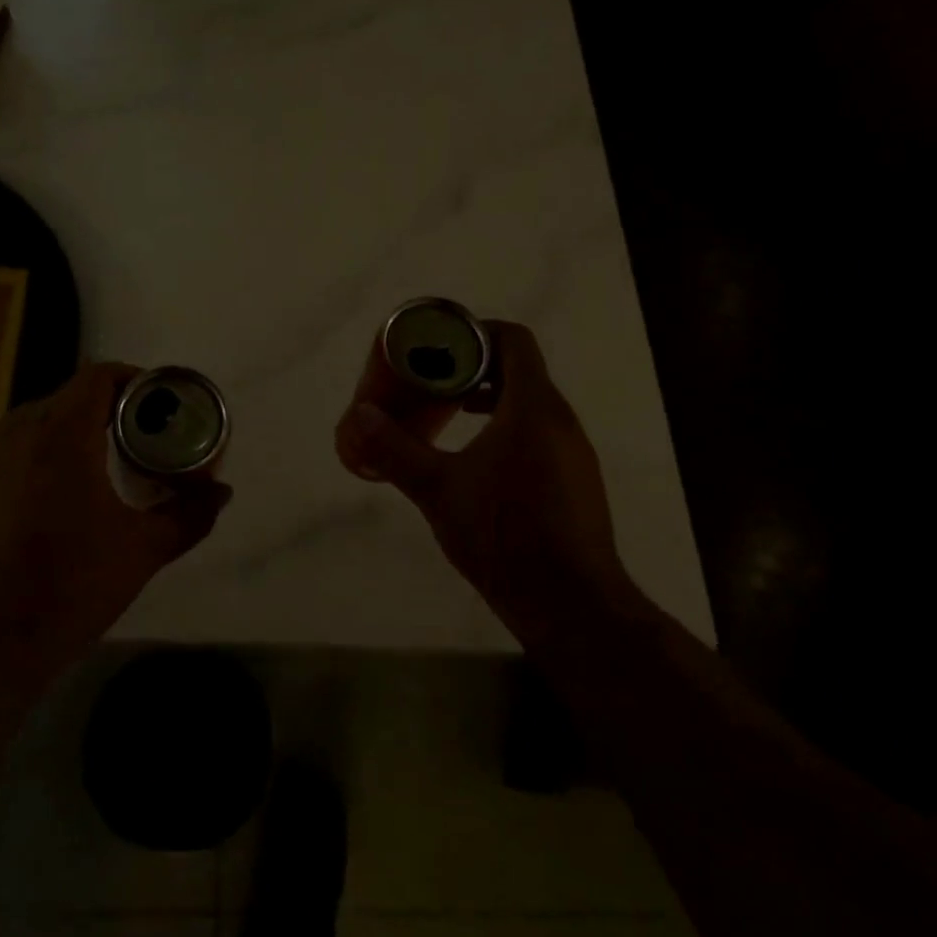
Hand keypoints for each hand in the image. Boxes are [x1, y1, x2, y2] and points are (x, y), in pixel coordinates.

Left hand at [0, 363, 231, 675]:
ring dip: (75, 431)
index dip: (134, 379)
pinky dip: (46, 456)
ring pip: (39, 423)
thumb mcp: (143, 550)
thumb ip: (189, 515)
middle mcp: (18, 436)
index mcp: (62, 436)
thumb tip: (222, 492)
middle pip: (69, 396)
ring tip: (106, 464)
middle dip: (109, 408)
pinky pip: (16, 453)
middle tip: (141, 436)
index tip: (159, 404)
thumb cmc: (71, 586)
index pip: (98, 376)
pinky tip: (63, 498)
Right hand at [334, 321, 639, 642]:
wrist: (569, 603)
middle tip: (433, 383)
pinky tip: (477, 462)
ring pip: (530, 404)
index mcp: (533, 407)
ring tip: (450, 416)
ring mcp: (573, 452)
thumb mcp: (436, 489)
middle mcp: (560, 420)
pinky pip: (540, 434)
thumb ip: (395, 448)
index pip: (514, 340)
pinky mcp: (575, 481)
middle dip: (474, 369)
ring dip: (491, 400)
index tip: (440, 348)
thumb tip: (360, 414)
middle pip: (520, 370)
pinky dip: (508, 429)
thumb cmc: (502, 534)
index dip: (476, 333)